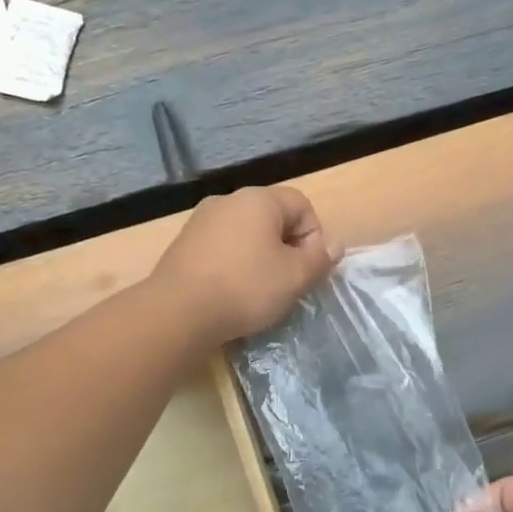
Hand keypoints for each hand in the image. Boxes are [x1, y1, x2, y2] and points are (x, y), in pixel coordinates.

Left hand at [153, 186, 339, 342]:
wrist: (178, 312)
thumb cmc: (246, 288)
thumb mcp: (295, 277)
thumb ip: (320, 259)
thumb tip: (334, 244)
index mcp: (258, 199)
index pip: (301, 205)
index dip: (313, 236)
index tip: (307, 269)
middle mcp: (228, 200)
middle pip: (272, 218)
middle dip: (286, 247)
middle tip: (287, 282)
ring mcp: (201, 221)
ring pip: (245, 233)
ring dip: (259, 257)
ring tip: (259, 290)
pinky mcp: (183, 244)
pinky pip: (221, 248)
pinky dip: (233, 264)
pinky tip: (230, 292)